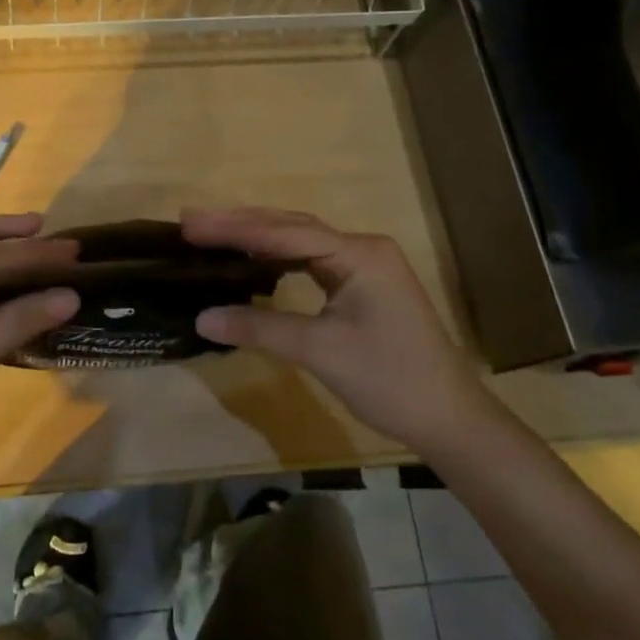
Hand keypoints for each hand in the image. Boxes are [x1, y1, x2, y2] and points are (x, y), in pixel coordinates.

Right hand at [182, 206, 489, 452]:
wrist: (448, 417)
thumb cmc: (389, 380)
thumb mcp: (320, 352)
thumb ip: (260, 328)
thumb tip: (202, 317)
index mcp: (359, 254)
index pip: (286, 233)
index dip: (235, 229)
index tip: (191, 225)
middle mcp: (362, 248)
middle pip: (292, 227)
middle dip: (241, 223)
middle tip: (191, 222)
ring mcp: (365, 265)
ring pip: (301, 240)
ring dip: (257, 235)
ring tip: (212, 232)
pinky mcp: (362, 284)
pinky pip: (311, 259)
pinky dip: (277, 255)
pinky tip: (253, 258)